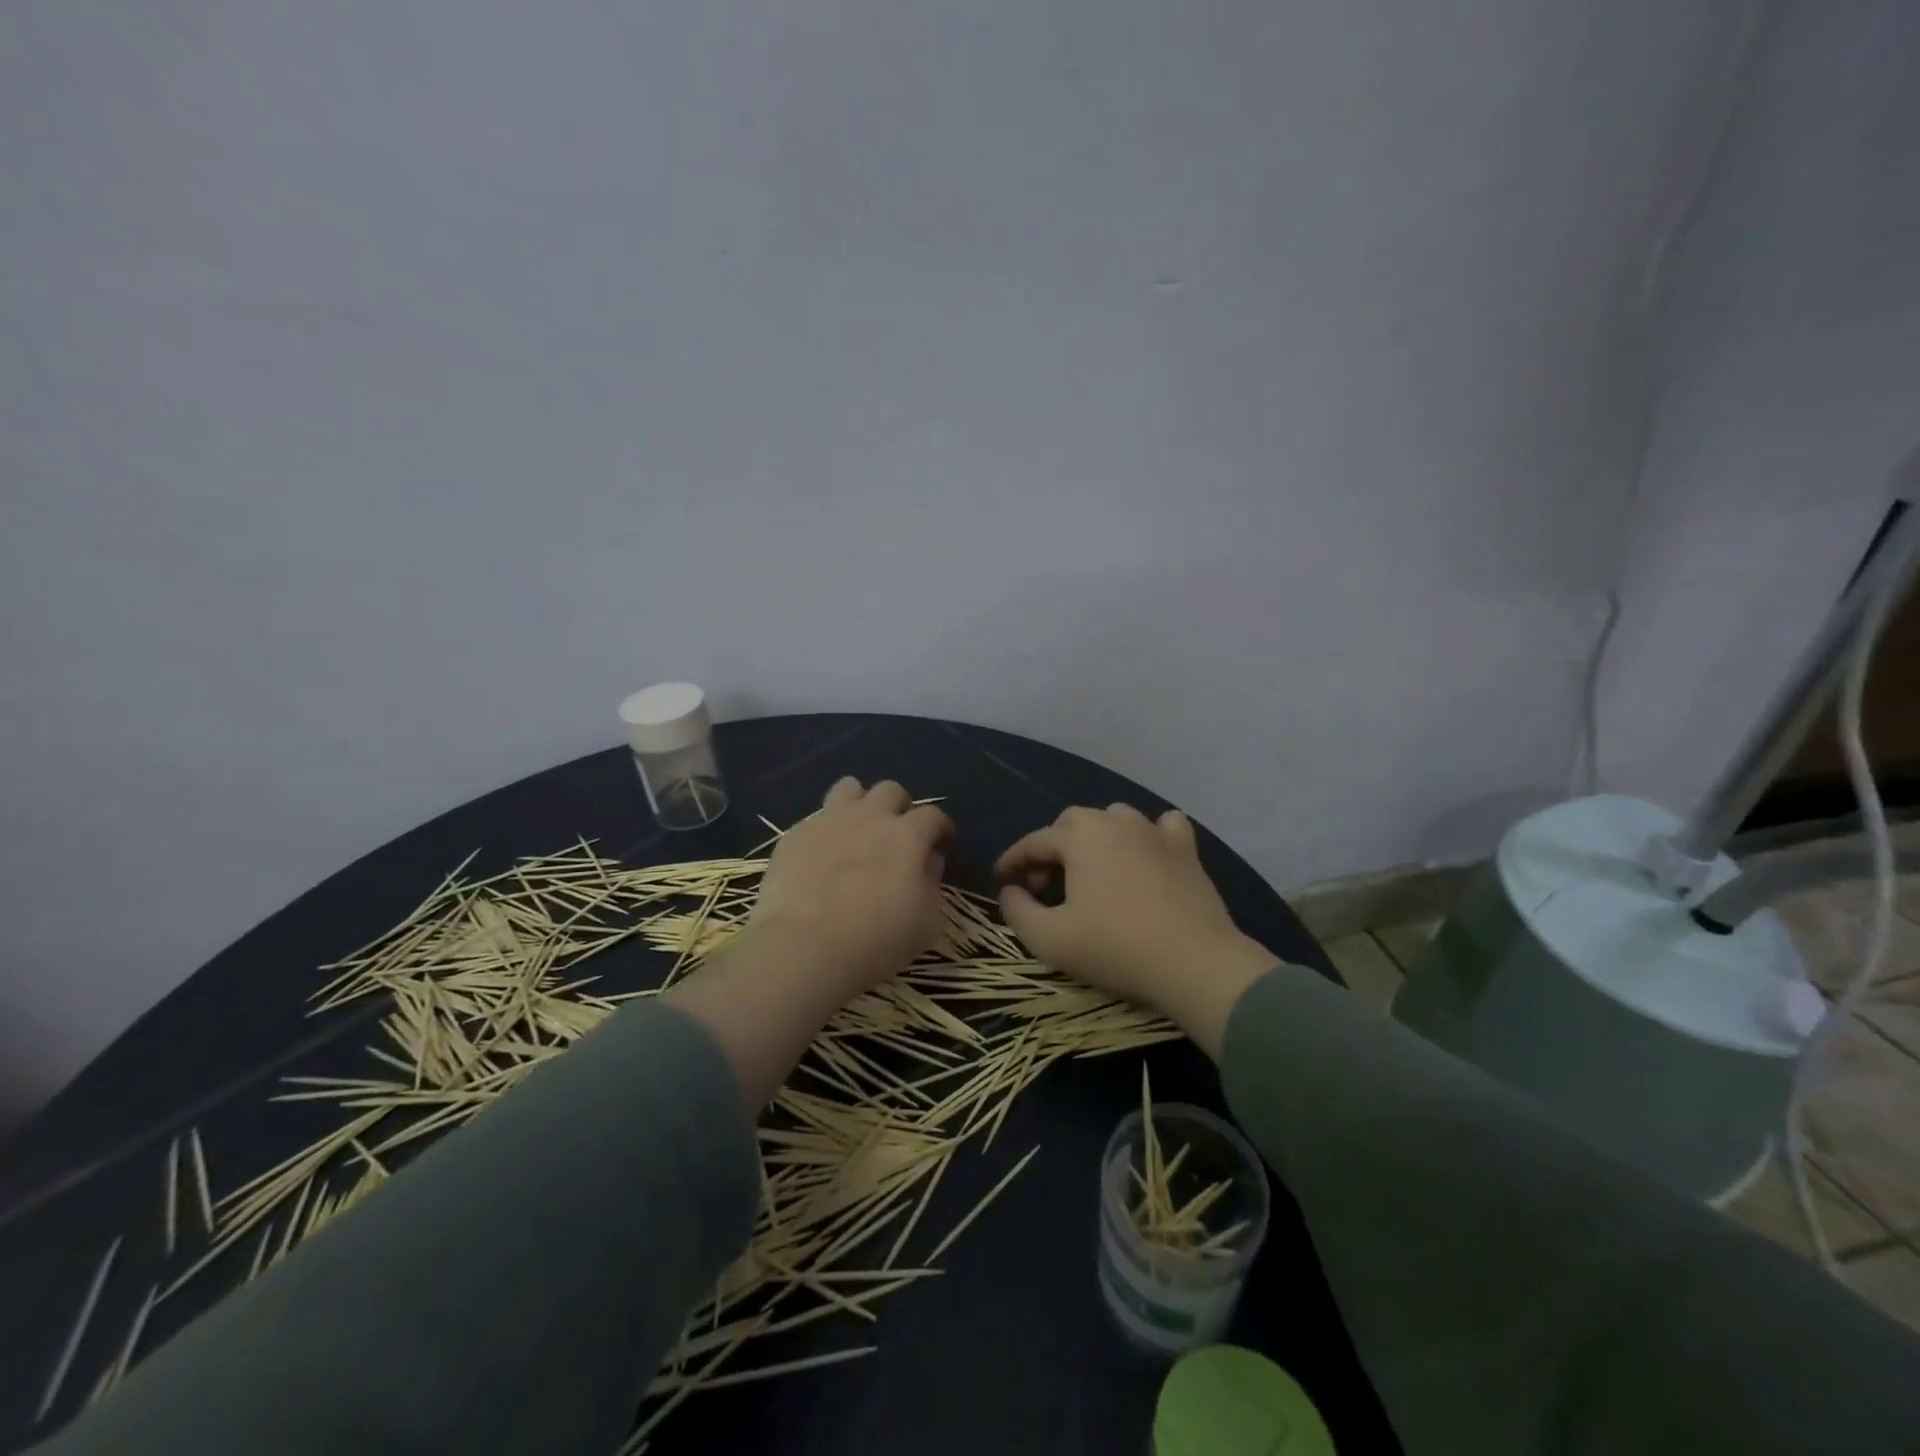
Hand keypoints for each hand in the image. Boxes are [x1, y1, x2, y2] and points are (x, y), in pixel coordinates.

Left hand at [747, 777, 952, 999]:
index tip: (941, 841)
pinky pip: (815, 820)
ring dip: (859, 804)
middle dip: (899, 807)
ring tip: (857, 830)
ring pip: (849, 788)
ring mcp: (829, 821)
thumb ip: (932, 885)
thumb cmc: (877, 939)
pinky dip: (825, 832)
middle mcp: (870, 817)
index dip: (940, 827)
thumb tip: (928, 862)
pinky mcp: (795, 835)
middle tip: (897, 834)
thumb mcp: (927, 922)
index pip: (932, 816)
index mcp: (907, 835)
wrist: (804, 945)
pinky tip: (821, 858)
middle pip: (891, 790)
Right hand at [995, 805, 1276, 1057]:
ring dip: (1095, 837)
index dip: (1012, 860)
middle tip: (1046, 884)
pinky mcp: (1186, 850)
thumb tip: (1010, 890)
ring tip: (1091, 870)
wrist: (1194, 962)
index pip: (1034, 841)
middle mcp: (1115, 822)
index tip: (1001, 880)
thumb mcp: (1049, 939)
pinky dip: (1148, 835)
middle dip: (1052, 847)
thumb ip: (1017, 910)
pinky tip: (1145, 854)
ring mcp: (1154, 832)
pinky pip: (1163, 826)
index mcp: (1079, 838)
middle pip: (1072, 821)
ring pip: (1115, 818)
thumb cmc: (1115, 947)